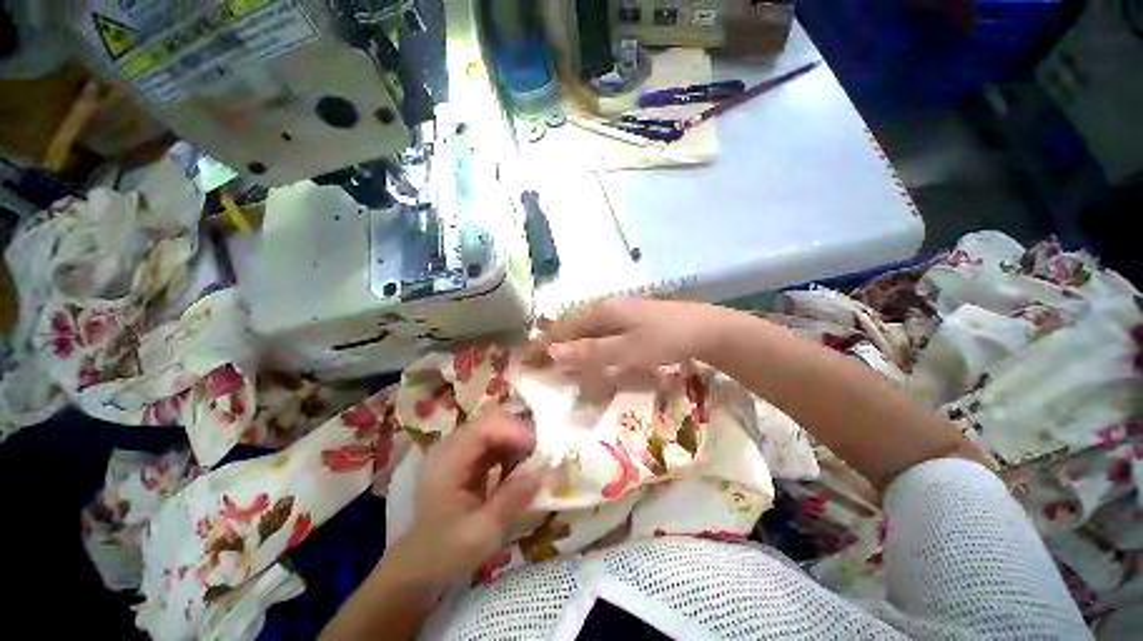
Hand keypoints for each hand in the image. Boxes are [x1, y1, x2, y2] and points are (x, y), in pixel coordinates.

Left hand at [390, 409, 541, 581]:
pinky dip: (512, 451)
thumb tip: (543, 470)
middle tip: (542, 456)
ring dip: (518, 443)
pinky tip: (519, 470)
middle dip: (520, 434)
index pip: (485, 427)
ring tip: (533, 465)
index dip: (515, 431)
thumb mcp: (480, 534)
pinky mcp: (467, 457)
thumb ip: (511, 500)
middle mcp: (452, 445)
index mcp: (448, 459)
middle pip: (493, 421)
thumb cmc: (445, 552)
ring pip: (497, 429)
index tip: (540, 449)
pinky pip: (496, 442)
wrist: (419, 567)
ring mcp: (459, 449)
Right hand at [532, 298, 724, 376]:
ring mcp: (618, 312)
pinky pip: (599, 331)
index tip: (525, 359)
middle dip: (552, 342)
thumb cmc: (665, 339)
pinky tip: (587, 351)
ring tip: (555, 358)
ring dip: (568, 342)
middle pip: (570, 325)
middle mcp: (605, 308)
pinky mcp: (629, 320)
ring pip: (584, 328)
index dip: (542, 343)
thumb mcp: (627, 350)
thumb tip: (553, 354)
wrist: (704, 329)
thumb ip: (590, 352)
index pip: (562, 327)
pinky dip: (586, 342)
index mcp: (600, 311)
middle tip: (535, 360)